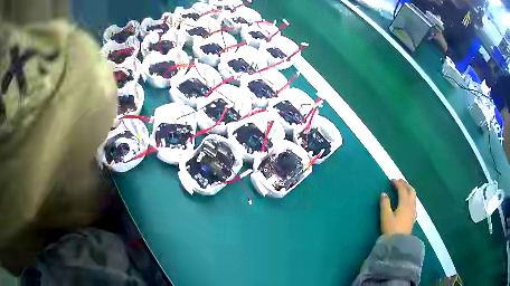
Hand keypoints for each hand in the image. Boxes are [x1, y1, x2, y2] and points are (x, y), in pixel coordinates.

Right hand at [380, 179, 416, 234]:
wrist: (399, 243)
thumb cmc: (391, 229)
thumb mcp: (385, 216)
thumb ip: (385, 204)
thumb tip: (384, 194)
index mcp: (404, 203)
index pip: (402, 190)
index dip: (398, 183)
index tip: (392, 180)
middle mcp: (411, 205)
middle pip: (411, 191)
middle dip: (405, 185)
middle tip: (399, 182)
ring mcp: (413, 212)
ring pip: (413, 197)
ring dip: (409, 191)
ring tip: (404, 190)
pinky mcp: (413, 218)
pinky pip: (413, 204)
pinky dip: (410, 199)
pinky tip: (408, 203)